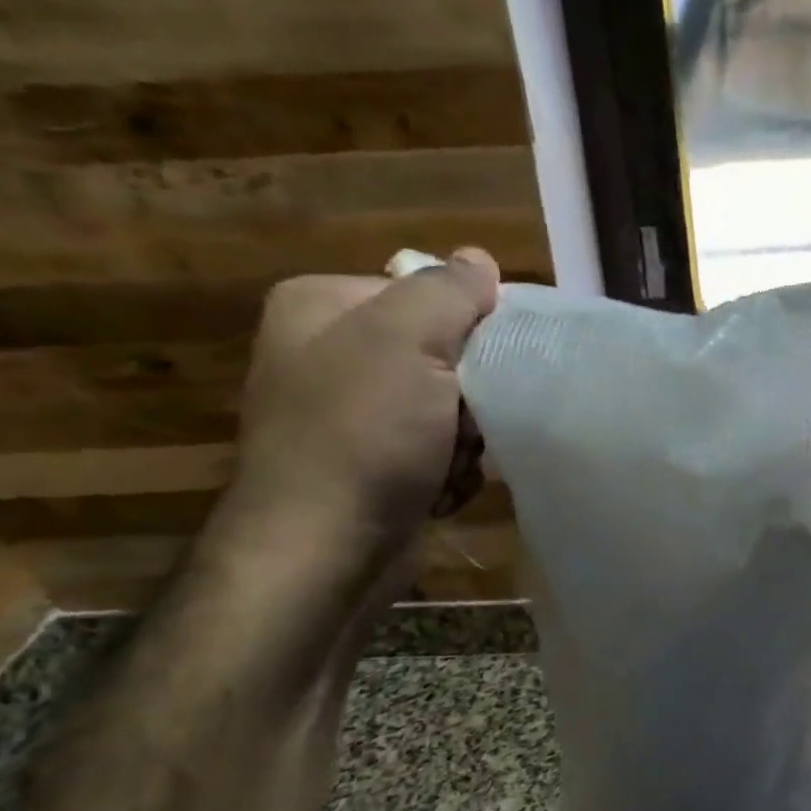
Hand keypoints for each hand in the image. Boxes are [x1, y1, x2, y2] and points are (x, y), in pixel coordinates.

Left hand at [216, 248, 500, 593]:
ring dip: (467, 443)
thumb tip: (480, 260)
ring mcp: (353, 416)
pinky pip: (440, 452)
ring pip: (452, 410)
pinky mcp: (375, 466)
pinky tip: (437, 491)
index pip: (430, 294)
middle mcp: (333, 355)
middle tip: (461, 427)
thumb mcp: (407, 341)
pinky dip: (451, 473)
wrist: (326, 550)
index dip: (471, 330)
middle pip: (446, 356)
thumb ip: (449, 291)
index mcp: (324, 307)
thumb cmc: (363, 434)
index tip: (485, 366)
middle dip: (470, 399)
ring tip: (446, 467)